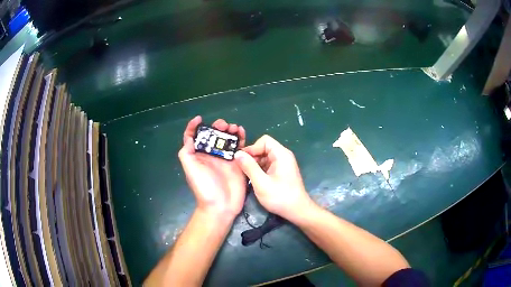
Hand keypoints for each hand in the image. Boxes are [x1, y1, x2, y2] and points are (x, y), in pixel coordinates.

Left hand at [178, 116, 246, 219]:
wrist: (221, 206)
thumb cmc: (204, 187)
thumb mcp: (190, 169)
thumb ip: (187, 153)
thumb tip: (189, 137)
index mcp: (199, 155)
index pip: (194, 137)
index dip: (194, 127)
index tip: (200, 119)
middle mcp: (212, 155)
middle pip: (214, 136)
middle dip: (218, 127)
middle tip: (223, 125)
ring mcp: (226, 158)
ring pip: (227, 139)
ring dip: (230, 130)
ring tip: (234, 128)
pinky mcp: (238, 163)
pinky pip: (239, 148)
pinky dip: (241, 139)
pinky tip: (242, 133)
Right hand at [234, 135, 314, 222]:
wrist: (297, 211)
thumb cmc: (280, 197)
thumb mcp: (261, 183)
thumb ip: (249, 167)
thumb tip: (237, 153)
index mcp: (281, 154)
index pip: (264, 141)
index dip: (252, 148)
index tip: (242, 160)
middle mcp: (283, 156)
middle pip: (264, 148)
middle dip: (252, 157)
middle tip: (241, 169)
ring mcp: (283, 164)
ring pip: (264, 157)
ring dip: (254, 164)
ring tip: (246, 175)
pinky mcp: (281, 172)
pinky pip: (267, 165)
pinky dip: (259, 170)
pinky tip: (254, 179)